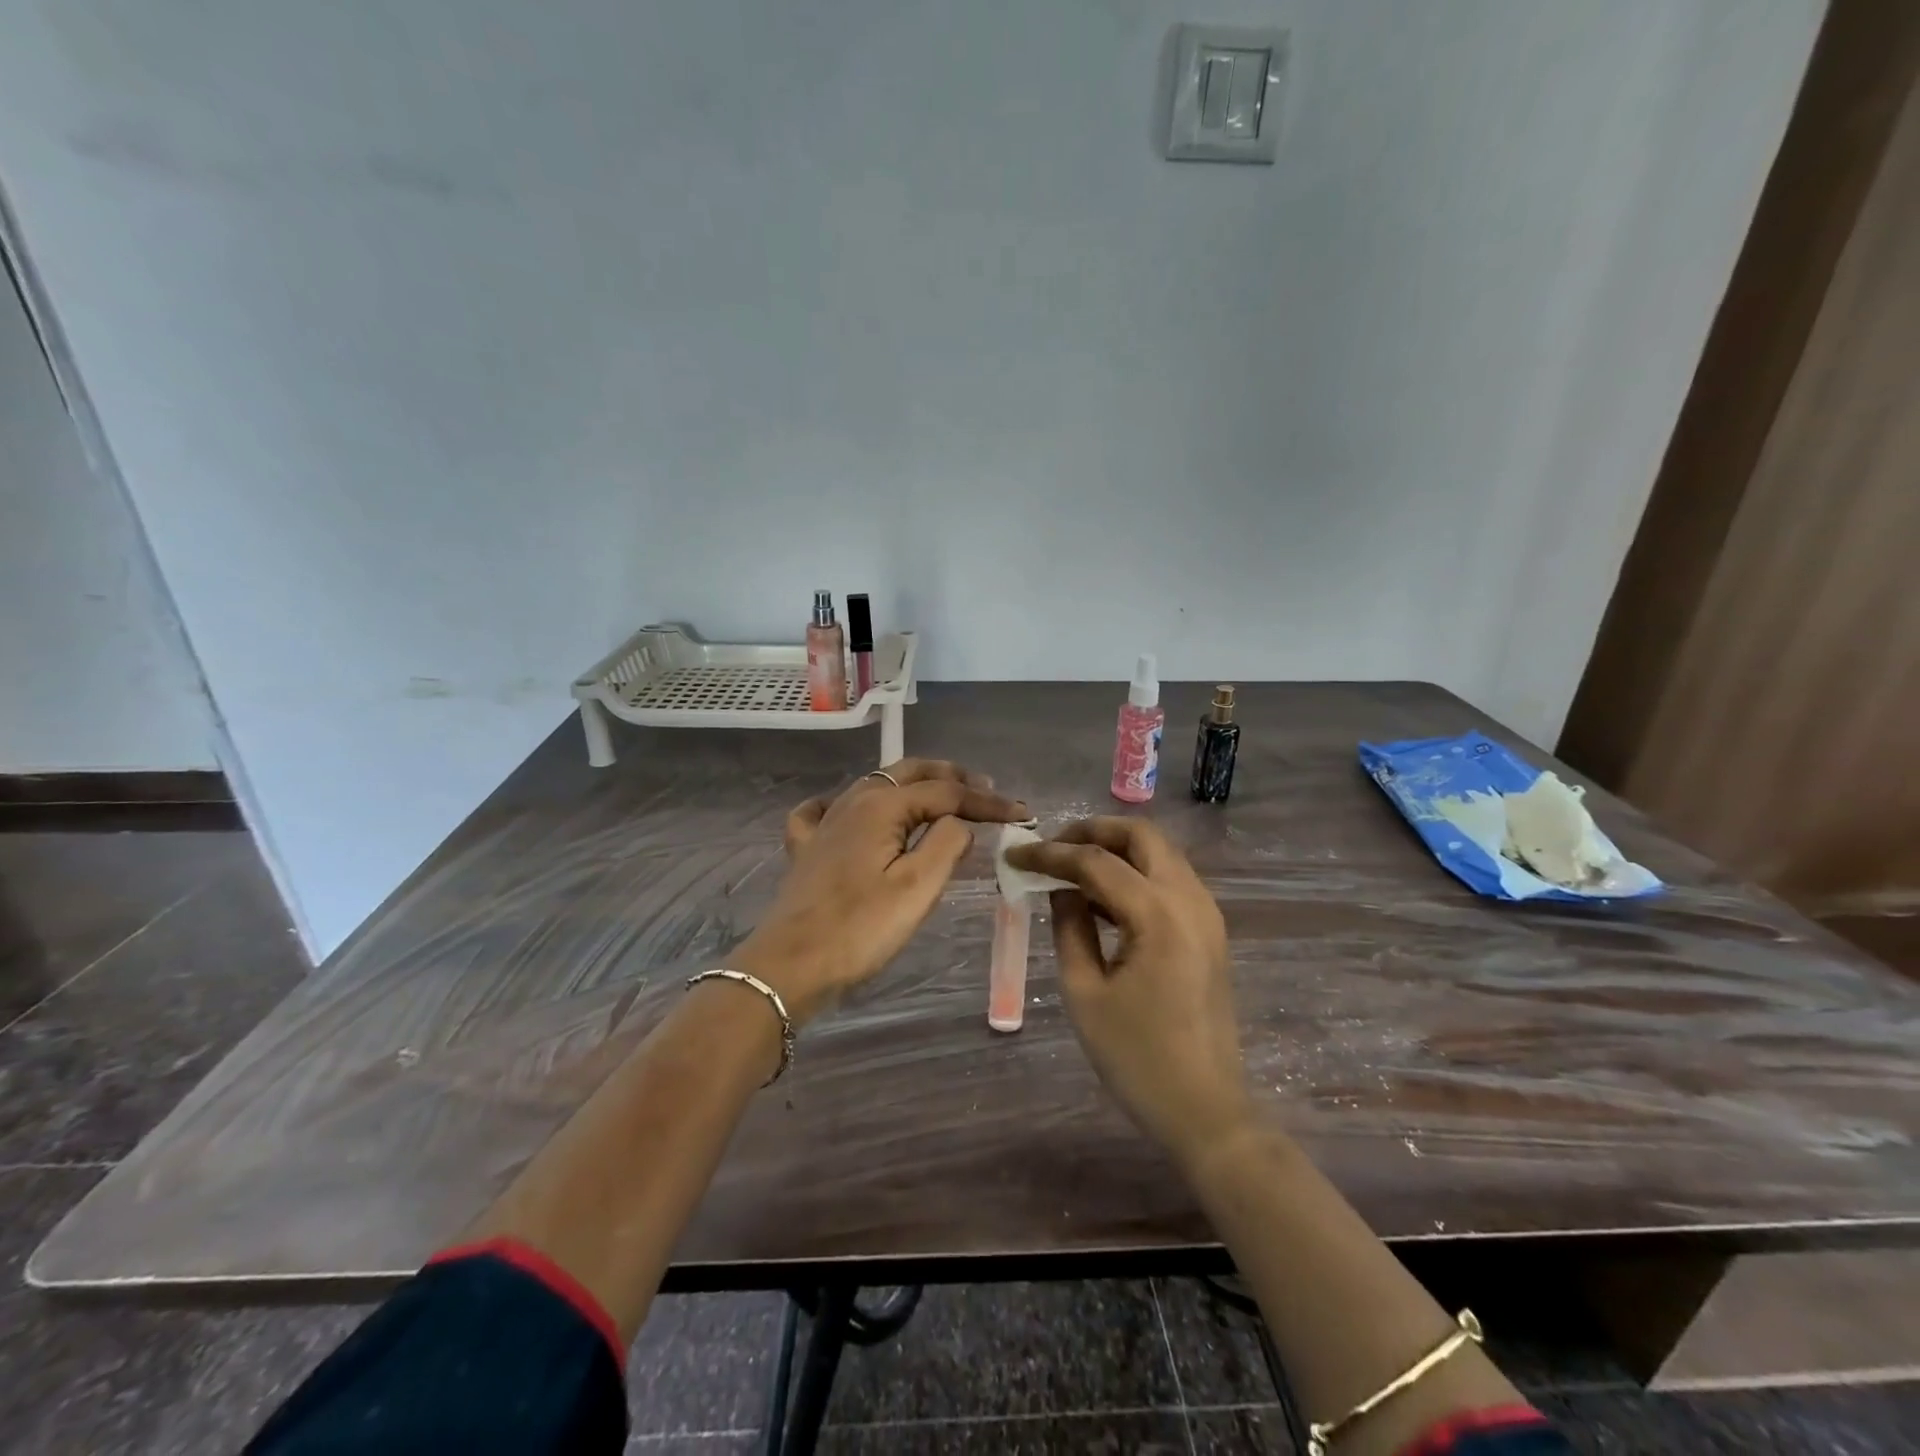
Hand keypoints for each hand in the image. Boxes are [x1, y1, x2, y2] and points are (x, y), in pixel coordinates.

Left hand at [733, 760, 1027, 1022]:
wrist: (790, 967)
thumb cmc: (860, 930)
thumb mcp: (917, 888)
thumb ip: (947, 843)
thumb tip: (958, 822)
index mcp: (880, 806)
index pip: (945, 792)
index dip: (986, 801)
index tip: (1021, 813)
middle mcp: (851, 802)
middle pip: (908, 773)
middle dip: (951, 777)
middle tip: (986, 790)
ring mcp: (824, 823)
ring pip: (874, 785)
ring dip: (912, 786)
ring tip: (941, 799)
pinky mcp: (806, 848)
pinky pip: (826, 810)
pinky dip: (848, 804)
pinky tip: (851, 812)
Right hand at [1006, 818, 1250, 1166]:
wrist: (1205, 1110)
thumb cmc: (1137, 1058)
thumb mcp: (1085, 992)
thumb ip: (1069, 927)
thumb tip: (1059, 888)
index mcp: (1159, 915)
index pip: (1096, 862)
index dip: (1050, 854)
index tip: (1014, 853)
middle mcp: (1190, 900)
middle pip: (1141, 835)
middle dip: (1092, 831)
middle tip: (1052, 847)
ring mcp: (1206, 913)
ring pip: (1159, 852)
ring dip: (1115, 848)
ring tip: (1070, 868)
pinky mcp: (1209, 930)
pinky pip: (1169, 878)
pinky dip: (1135, 871)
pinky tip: (1103, 896)